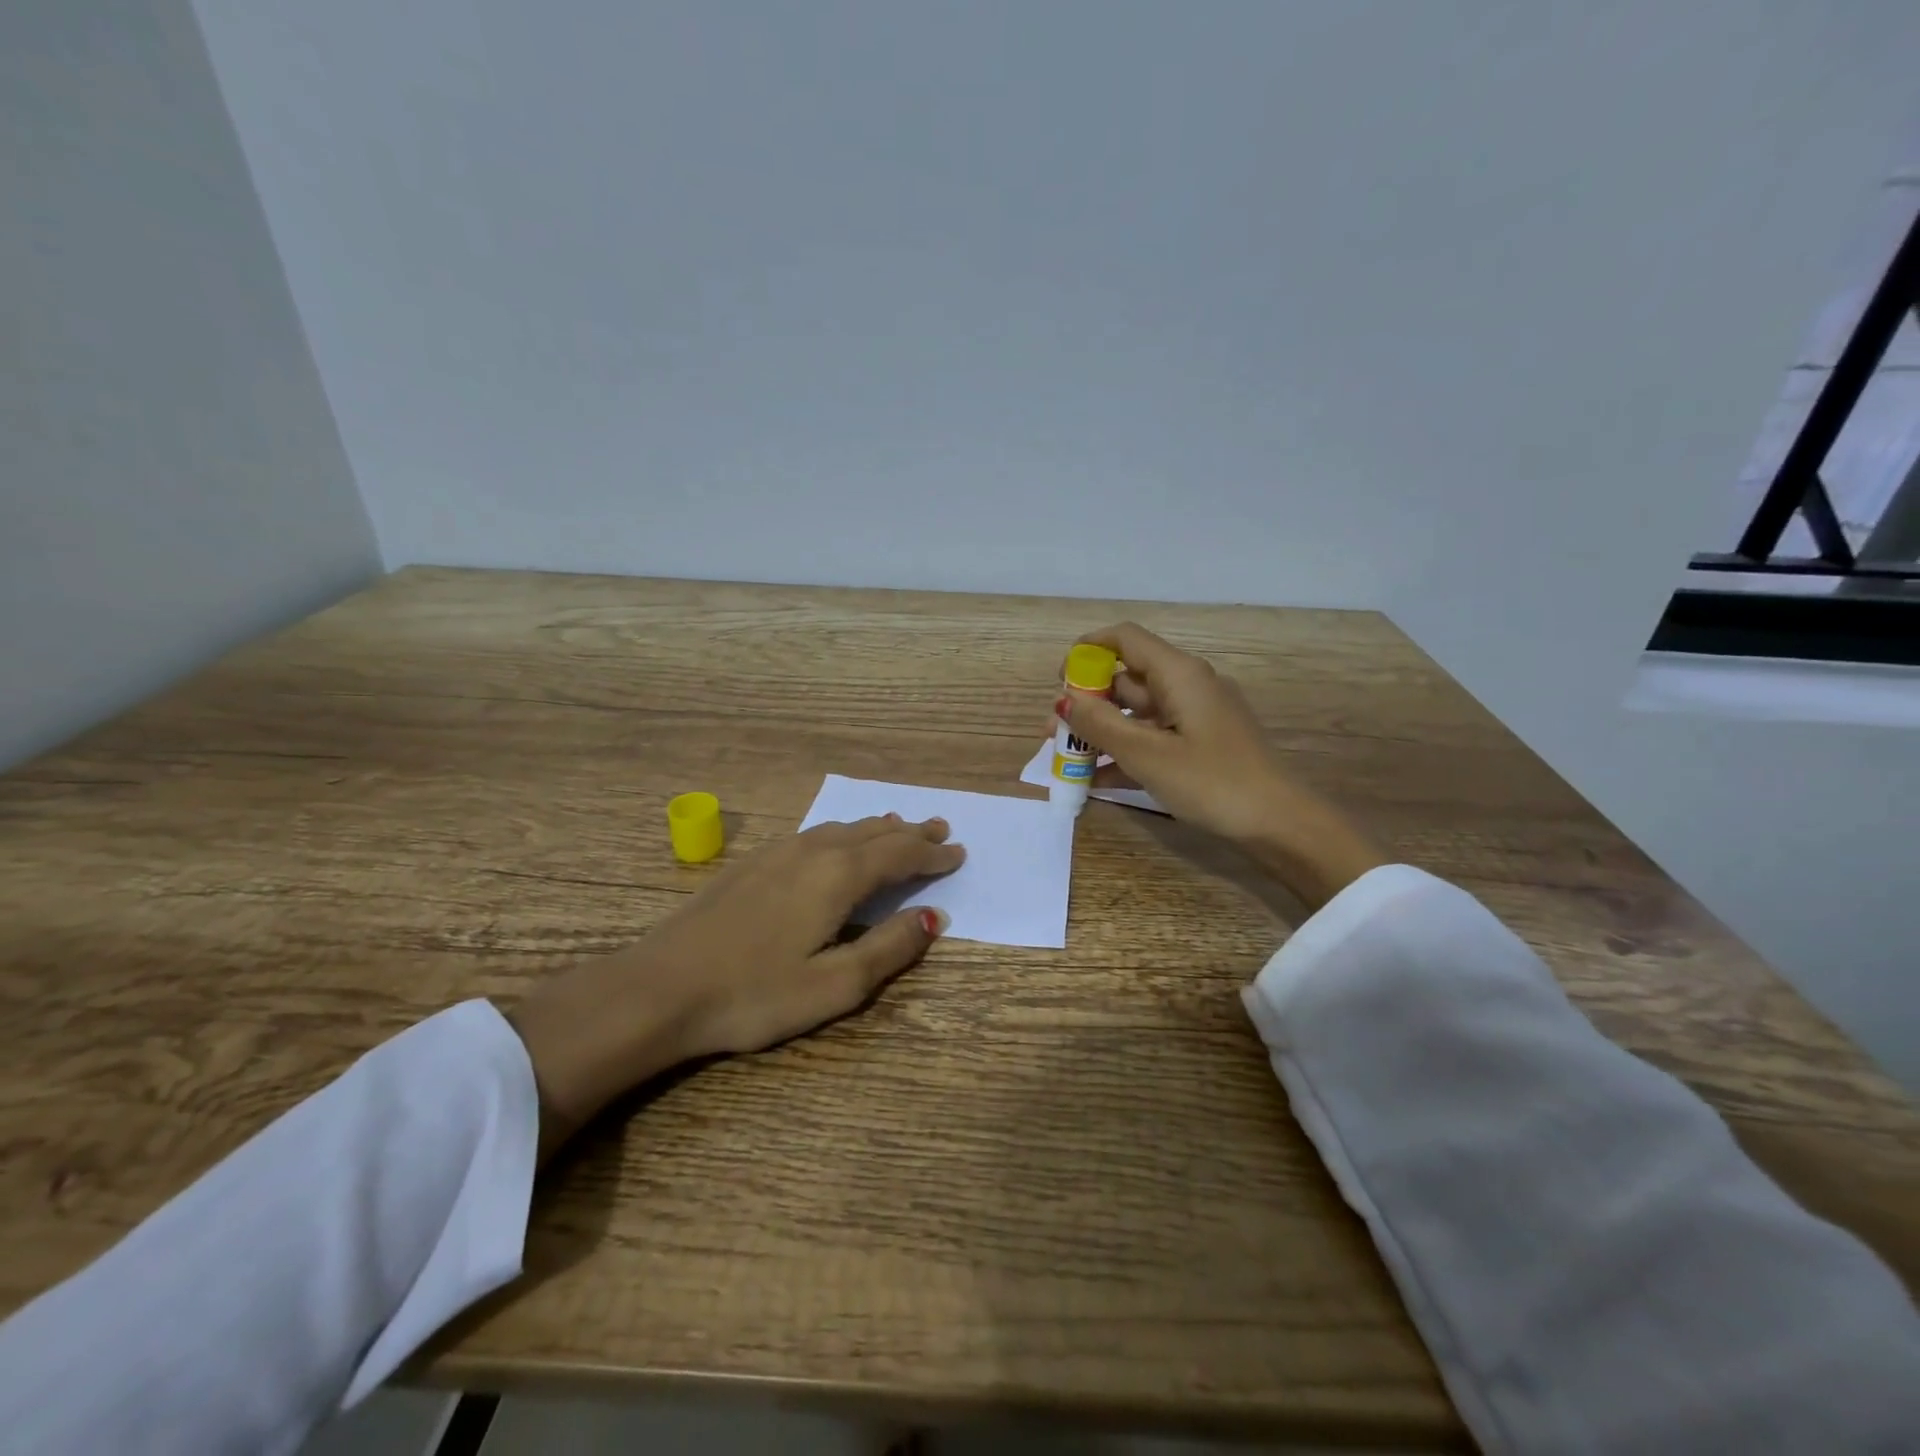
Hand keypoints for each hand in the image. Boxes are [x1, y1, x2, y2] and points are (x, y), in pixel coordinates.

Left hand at [509, 815, 962, 1155]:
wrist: (659, 987)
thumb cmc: (753, 994)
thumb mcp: (834, 985)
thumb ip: (889, 948)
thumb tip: (934, 917)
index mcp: (838, 876)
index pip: (899, 855)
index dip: (931, 854)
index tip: (958, 854)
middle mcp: (812, 852)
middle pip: (873, 832)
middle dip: (909, 832)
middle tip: (939, 830)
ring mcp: (777, 853)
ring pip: (841, 829)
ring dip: (876, 828)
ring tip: (897, 827)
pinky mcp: (751, 863)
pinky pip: (814, 834)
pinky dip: (843, 833)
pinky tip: (835, 843)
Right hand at [1054, 622, 1386, 910]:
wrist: (1280, 824)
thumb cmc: (1212, 782)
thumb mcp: (1147, 754)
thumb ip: (1099, 725)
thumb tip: (1061, 700)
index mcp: (1178, 674)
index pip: (1124, 639)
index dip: (1086, 651)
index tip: (1058, 680)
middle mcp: (1187, 686)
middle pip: (1126, 679)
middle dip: (1086, 703)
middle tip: (1053, 733)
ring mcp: (1196, 717)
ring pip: (1136, 713)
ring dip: (1101, 732)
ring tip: (1067, 760)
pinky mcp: (1202, 745)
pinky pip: (1154, 738)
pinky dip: (1126, 752)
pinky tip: (1098, 781)